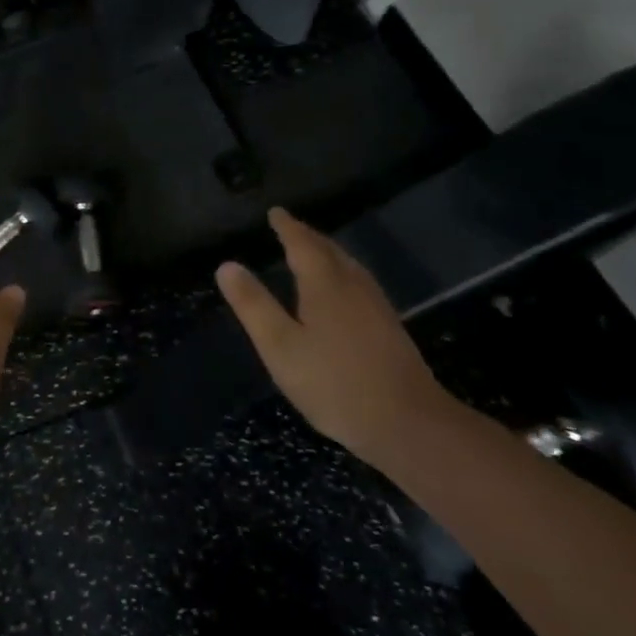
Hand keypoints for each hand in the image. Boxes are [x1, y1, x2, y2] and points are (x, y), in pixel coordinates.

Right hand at [216, 208, 450, 463]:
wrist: (408, 423)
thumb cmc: (334, 384)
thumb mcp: (280, 346)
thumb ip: (253, 305)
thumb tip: (227, 265)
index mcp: (325, 284)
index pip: (302, 244)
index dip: (287, 227)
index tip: (275, 212)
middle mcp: (353, 286)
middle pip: (329, 250)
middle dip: (307, 236)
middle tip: (289, 227)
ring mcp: (376, 306)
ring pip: (348, 266)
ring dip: (327, 253)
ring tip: (311, 251)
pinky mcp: (389, 327)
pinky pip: (359, 282)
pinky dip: (341, 272)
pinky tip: (341, 291)